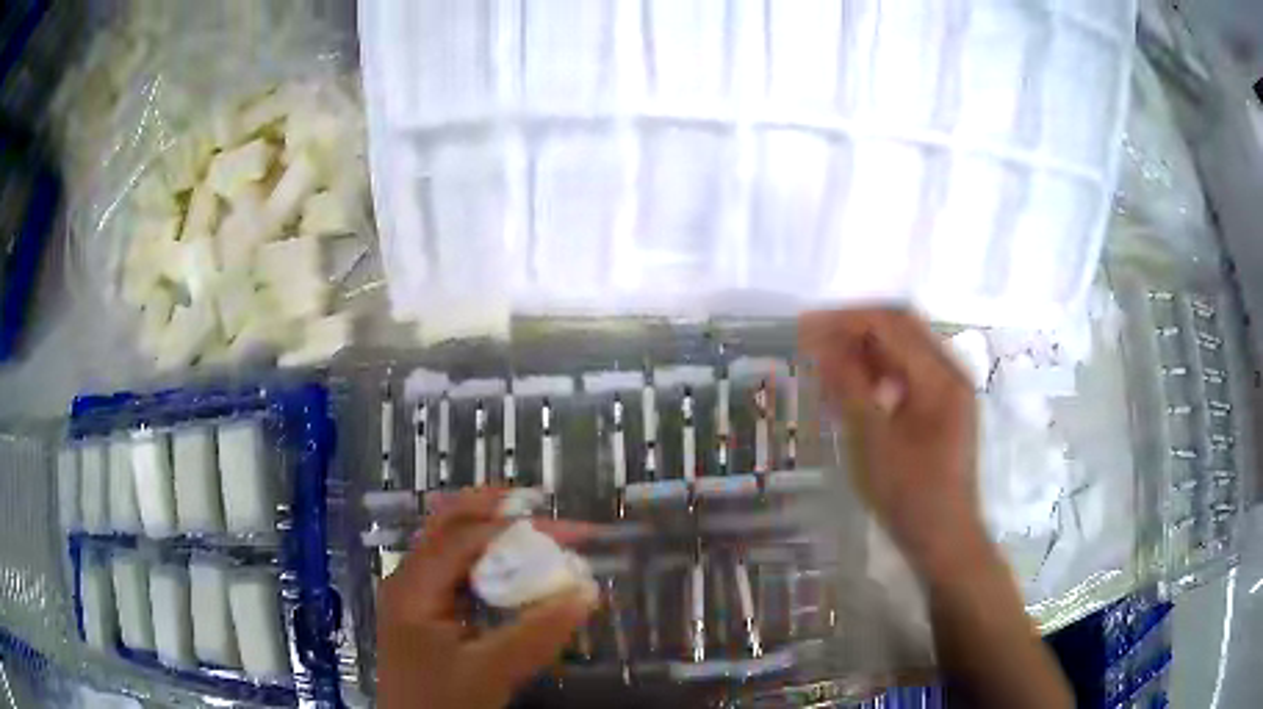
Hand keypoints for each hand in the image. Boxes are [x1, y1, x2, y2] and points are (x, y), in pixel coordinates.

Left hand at [376, 488, 596, 708]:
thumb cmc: (442, 702)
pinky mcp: (426, 612)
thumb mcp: (491, 672)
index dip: (519, 527)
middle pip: (448, 525)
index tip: (572, 533)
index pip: (465, 537)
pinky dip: (488, 561)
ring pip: (451, 544)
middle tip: (544, 508)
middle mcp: (409, 579)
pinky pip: (457, 571)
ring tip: (536, 530)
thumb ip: (537, 634)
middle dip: (497, 510)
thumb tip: (587, 592)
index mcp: (413, 586)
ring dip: (492, 532)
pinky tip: (512, 569)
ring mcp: (415, 594)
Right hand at [800, 308, 989, 581]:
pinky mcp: (944, 410)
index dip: (845, 320)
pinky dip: (880, 372)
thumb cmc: (910, 494)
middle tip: (813, 339)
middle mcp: (950, 373)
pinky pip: (910, 375)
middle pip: (901, 329)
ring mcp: (950, 392)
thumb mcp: (873, 440)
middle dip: (855, 328)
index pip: (891, 324)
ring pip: (905, 351)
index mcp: (940, 376)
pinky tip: (854, 388)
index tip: (805, 327)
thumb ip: (850, 386)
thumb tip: (823, 345)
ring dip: (866, 349)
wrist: (944, 539)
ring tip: (827, 362)